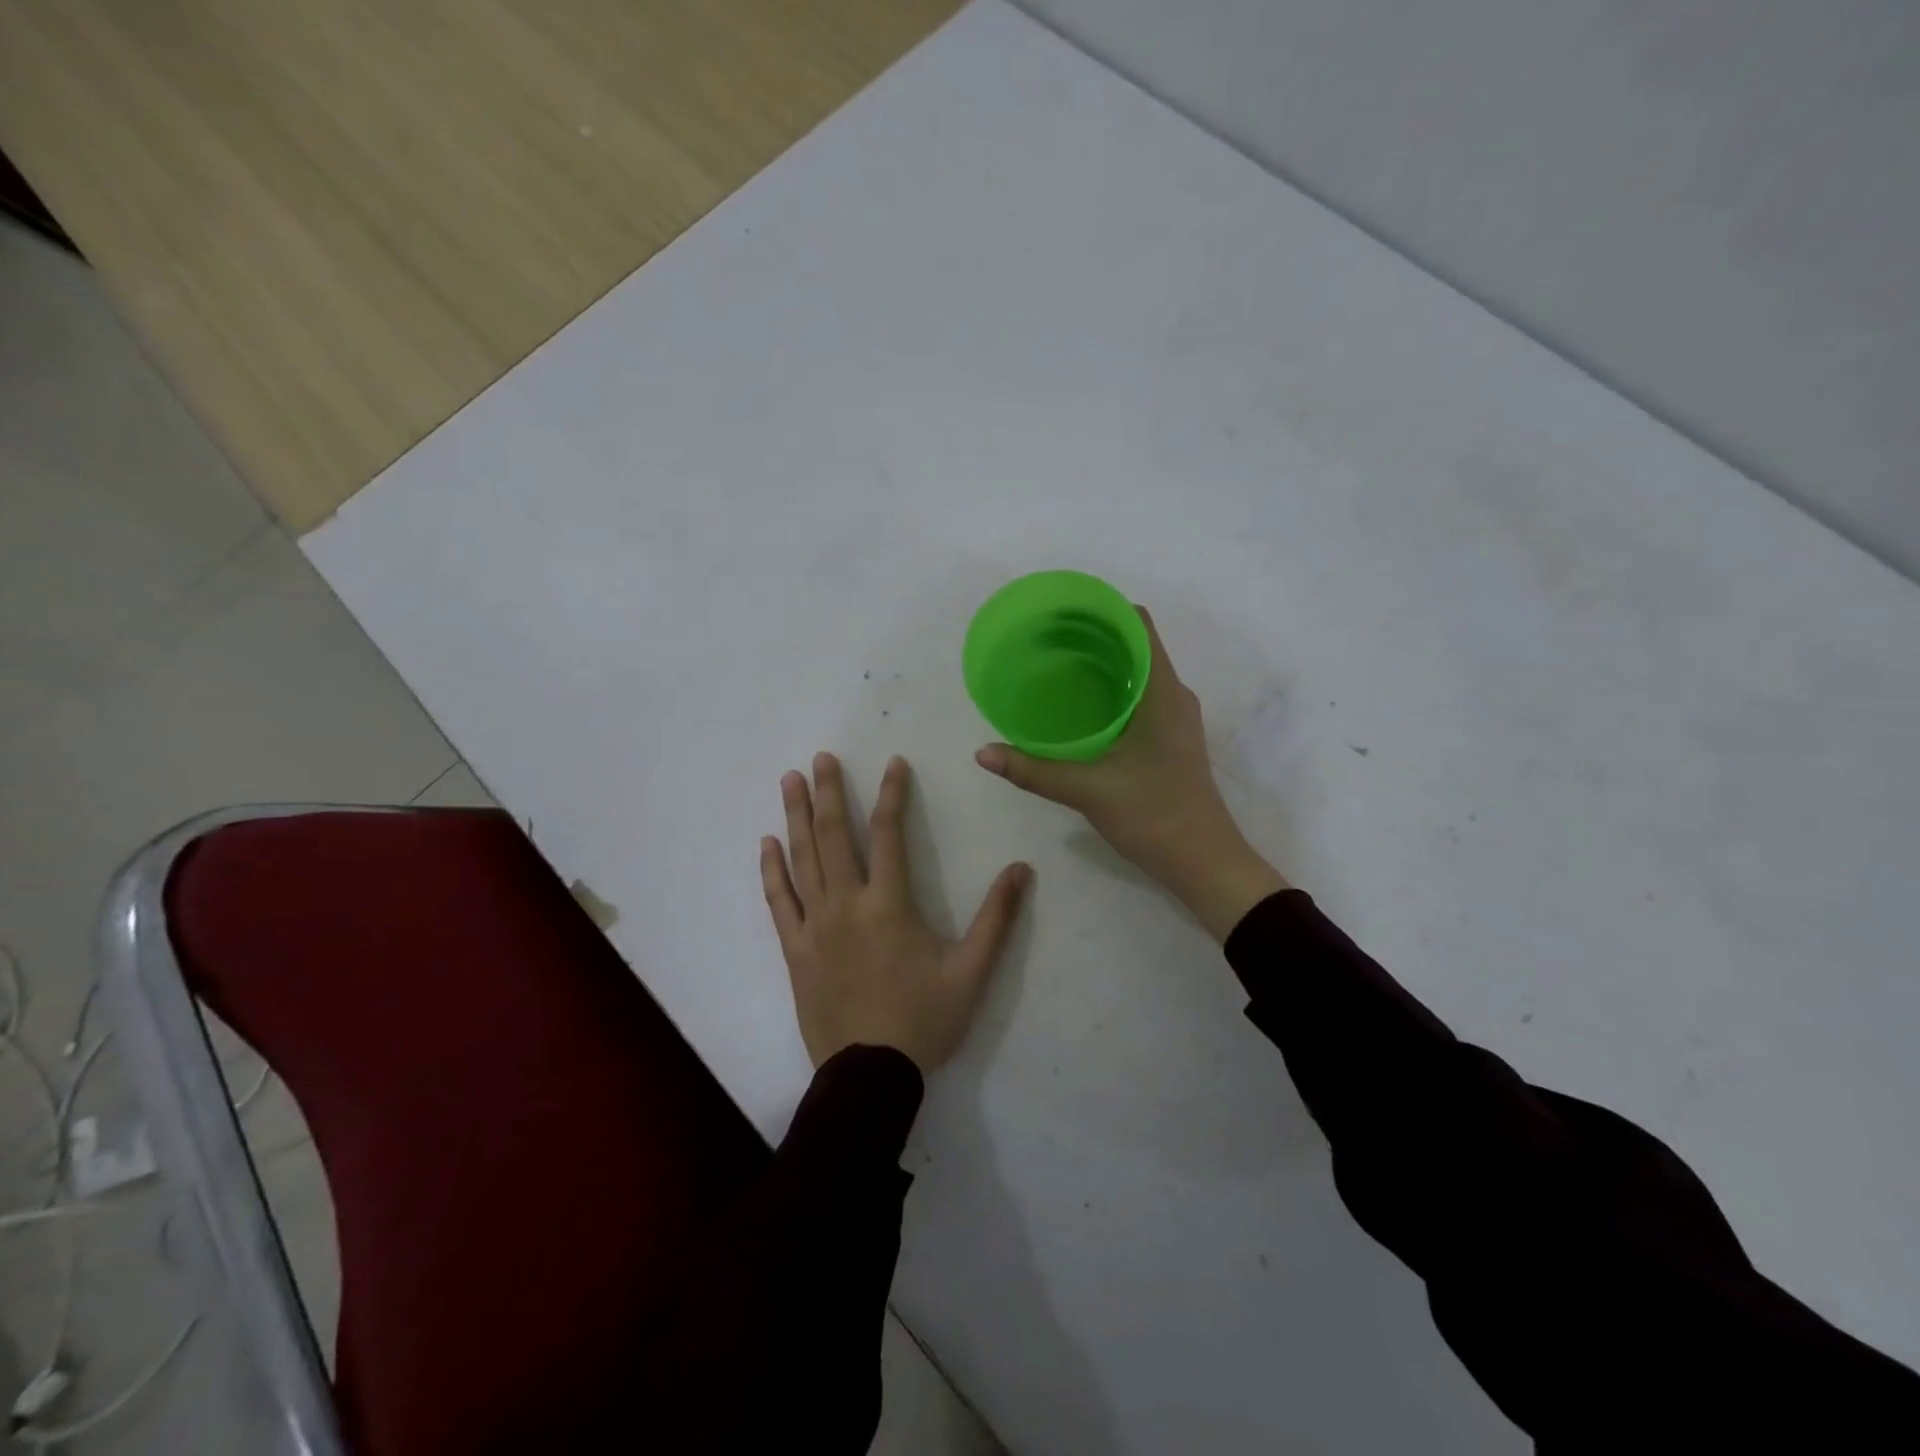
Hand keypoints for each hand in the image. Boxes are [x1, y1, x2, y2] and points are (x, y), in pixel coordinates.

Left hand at [762, 752, 1030, 1072]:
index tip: (893, 763)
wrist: (870, 1075)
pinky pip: (778, 901)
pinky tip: (767, 844)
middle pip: (834, 836)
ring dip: (795, 817)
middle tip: (821, 758)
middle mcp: (846, 904)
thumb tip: (1021, 868)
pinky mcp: (795, 949)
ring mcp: (814, 926)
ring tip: (789, 780)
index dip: (893, 794)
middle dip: (828, 792)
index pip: (889, 834)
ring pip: (802, 860)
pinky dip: (772, 870)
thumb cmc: (924, 1021)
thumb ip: (996, 918)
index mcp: (889, 905)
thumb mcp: (972, 972)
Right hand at [974, 608, 1287, 941]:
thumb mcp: (1087, 790)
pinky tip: (1077, 707)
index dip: (1101, 609)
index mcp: (1163, 692)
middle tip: (1043, 638)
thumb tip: (982, 753)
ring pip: (1136, 672)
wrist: (1205, 863)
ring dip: (1100, 662)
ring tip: (1054, 664)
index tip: (1059, 610)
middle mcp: (1173, 696)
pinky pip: (1138, 697)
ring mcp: (1175, 718)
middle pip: (1134, 644)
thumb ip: (1033, 770)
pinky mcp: (1169, 739)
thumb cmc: (1154, 816)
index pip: (1138, 624)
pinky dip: (1109, 689)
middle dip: (1091, 635)